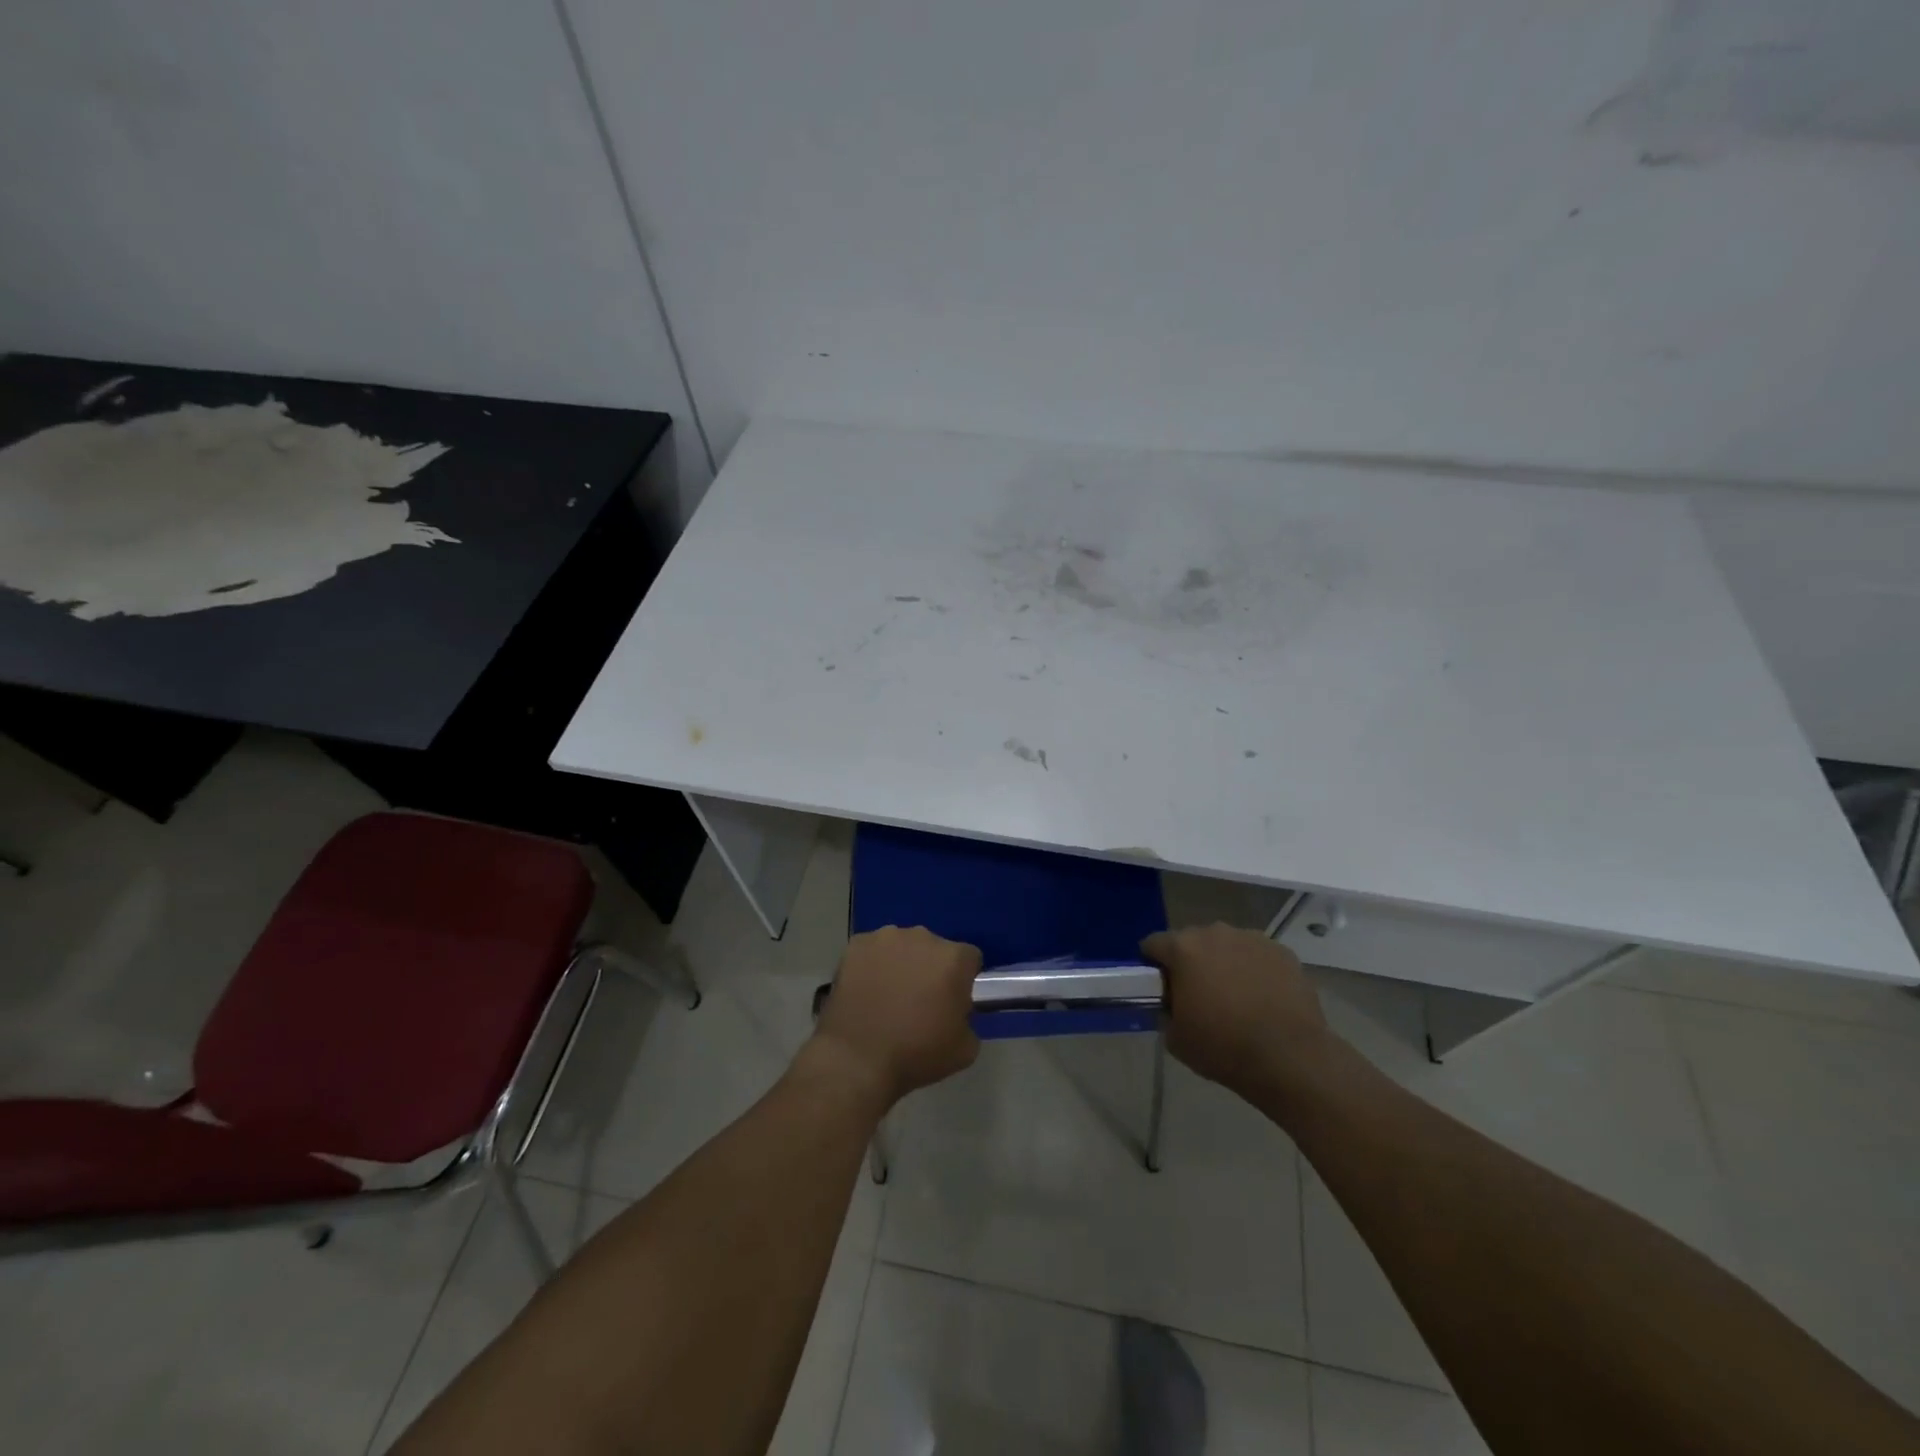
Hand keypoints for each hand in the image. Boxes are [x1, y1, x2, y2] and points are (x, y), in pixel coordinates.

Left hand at [810, 926, 982, 1106]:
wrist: (856, 1060)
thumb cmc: (916, 1054)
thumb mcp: (965, 1049)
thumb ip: (969, 1020)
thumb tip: (957, 1012)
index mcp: (953, 958)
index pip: (970, 959)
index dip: (964, 980)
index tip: (953, 1002)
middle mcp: (922, 937)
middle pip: (935, 949)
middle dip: (931, 969)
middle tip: (919, 1002)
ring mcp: (886, 937)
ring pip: (902, 947)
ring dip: (901, 964)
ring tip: (888, 998)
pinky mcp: (856, 944)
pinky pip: (872, 951)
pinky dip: (872, 965)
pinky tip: (865, 992)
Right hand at [1141, 923, 1332, 1099]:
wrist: (1290, 1059)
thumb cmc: (1224, 1047)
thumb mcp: (1175, 1038)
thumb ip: (1166, 1012)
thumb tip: (1173, 1005)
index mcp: (1183, 948)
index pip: (1153, 944)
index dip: (1152, 965)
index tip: (1159, 988)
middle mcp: (1215, 933)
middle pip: (1192, 941)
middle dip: (1191, 962)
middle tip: (1198, 995)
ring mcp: (1253, 939)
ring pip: (1227, 946)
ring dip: (1224, 964)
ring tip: (1236, 998)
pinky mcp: (1283, 953)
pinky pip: (1258, 957)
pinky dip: (1255, 971)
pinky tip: (1263, 999)